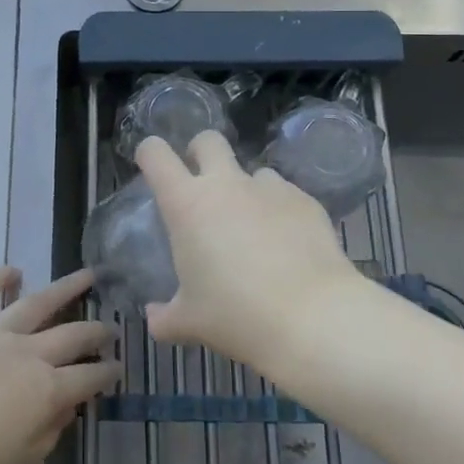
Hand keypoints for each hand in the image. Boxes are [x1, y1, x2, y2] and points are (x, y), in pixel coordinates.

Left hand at [0, 268, 119, 463]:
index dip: (107, 373)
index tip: (118, 367)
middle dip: (96, 331)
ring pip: (38, 302)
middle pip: (72, 335)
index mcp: (45, 391)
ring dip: (66, 288)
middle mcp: (27, 353)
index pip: (88, 378)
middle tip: (112, 325)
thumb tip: (65, 408)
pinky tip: (14, 270)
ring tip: (87, 275)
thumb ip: (47, 434)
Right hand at [137, 132, 363, 366]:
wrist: (314, 319)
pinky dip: (279, 211)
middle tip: (202, 185)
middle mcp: (226, 184)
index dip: (149, 154)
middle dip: (200, 153)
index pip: (155, 154)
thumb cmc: (237, 316)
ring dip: (246, 190)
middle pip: (207, 140)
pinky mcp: (305, 200)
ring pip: (251, 170)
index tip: (150, 167)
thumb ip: (164, 317)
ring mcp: (269, 188)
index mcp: (187, 204)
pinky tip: (287, 244)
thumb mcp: (190, 323)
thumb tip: (155, 317)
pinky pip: (284, 194)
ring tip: (253, 229)